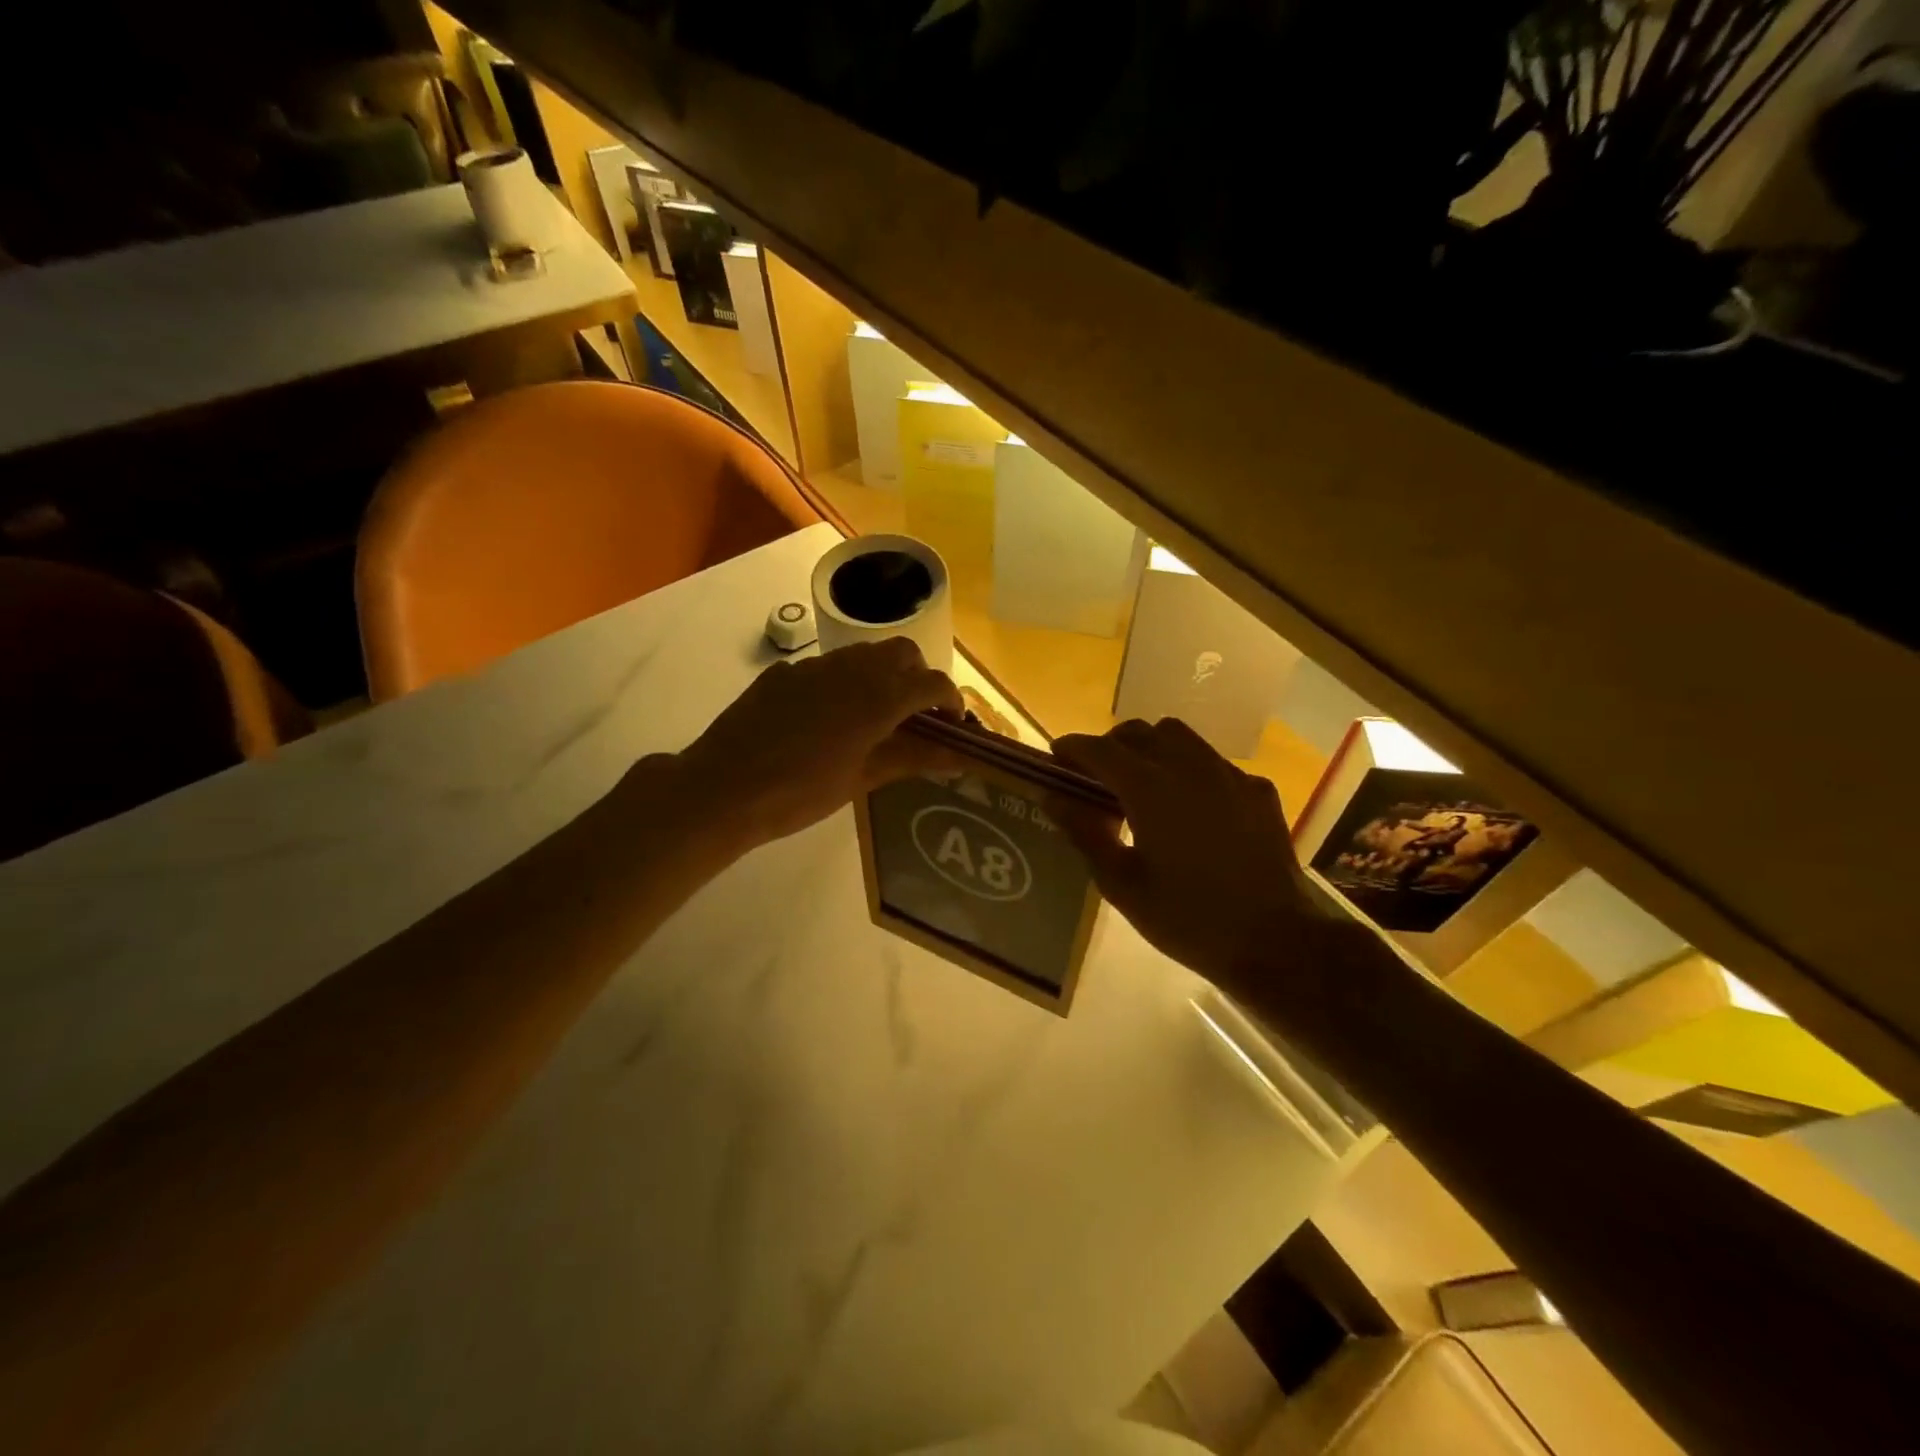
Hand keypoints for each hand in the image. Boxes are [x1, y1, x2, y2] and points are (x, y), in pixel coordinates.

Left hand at [672, 638, 964, 847]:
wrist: (724, 788)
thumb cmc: (801, 793)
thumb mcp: (863, 779)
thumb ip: (913, 759)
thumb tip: (958, 757)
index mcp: (878, 696)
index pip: (933, 682)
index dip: (951, 701)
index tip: (952, 725)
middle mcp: (852, 668)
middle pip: (902, 653)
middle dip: (918, 677)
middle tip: (915, 716)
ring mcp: (814, 666)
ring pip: (864, 654)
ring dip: (882, 675)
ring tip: (874, 717)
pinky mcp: (784, 673)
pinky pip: (827, 667)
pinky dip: (844, 682)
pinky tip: (827, 720)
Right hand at [1051, 719, 1349, 1001]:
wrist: (1276, 941)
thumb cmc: (1187, 919)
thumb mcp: (1122, 885)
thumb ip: (1084, 834)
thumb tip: (1053, 798)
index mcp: (1150, 789)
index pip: (1100, 749)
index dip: (1072, 748)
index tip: (1057, 757)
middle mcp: (1189, 767)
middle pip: (1140, 732)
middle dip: (1111, 745)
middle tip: (1097, 776)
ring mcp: (1229, 775)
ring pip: (1180, 737)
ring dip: (1152, 748)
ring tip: (1143, 783)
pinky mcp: (1257, 790)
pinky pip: (1213, 762)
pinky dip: (1189, 770)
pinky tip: (1191, 807)